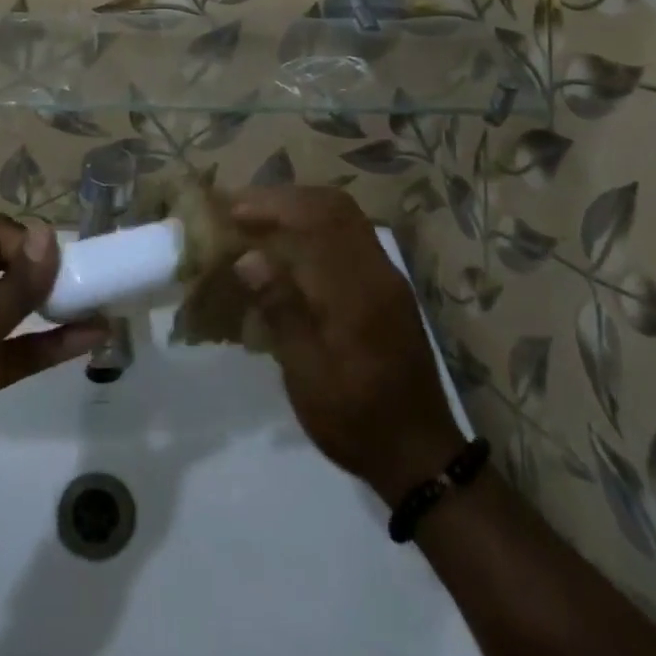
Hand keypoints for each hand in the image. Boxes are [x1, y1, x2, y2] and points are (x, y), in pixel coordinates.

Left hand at [0, 216, 105, 528]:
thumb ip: (13, 287)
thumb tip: (46, 233)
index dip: (27, 244)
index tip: (59, 268)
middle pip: (6, 266)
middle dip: (45, 270)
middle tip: (84, 282)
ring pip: (16, 308)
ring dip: (54, 305)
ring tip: (99, 301)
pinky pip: (20, 347)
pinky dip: (51, 342)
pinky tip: (91, 337)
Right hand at [232, 186, 464, 505]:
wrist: (422, 456)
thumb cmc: (356, 419)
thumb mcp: (307, 376)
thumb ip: (281, 310)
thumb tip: (248, 258)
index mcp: (356, 291)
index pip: (315, 221)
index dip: (272, 206)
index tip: (234, 211)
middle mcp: (377, 271)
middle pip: (333, 206)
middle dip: (285, 199)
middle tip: (244, 209)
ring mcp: (387, 276)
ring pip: (345, 216)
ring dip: (302, 208)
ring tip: (262, 222)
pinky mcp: (389, 287)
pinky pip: (351, 235)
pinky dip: (318, 226)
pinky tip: (292, 248)